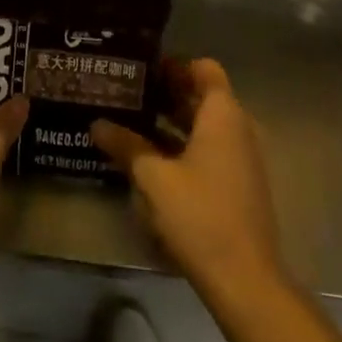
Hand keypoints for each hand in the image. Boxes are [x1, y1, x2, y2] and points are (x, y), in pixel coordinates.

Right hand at [91, 58, 282, 294]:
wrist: (244, 277)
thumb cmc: (199, 214)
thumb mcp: (153, 178)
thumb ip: (126, 145)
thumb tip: (97, 124)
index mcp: (223, 115)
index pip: (204, 69)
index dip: (174, 64)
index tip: (141, 68)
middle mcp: (237, 128)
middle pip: (202, 96)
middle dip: (165, 92)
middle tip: (125, 93)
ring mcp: (240, 158)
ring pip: (203, 125)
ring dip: (171, 121)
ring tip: (130, 121)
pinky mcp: (237, 184)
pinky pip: (208, 149)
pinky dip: (182, 145)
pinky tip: (149, 158)